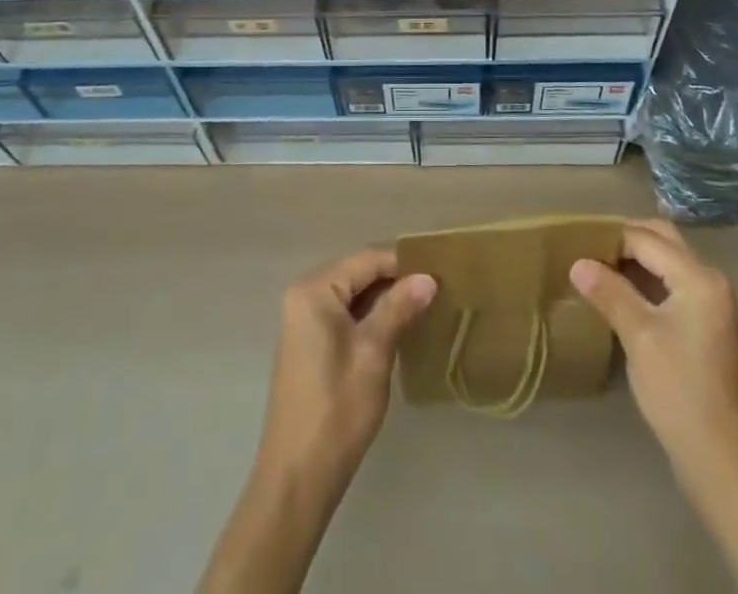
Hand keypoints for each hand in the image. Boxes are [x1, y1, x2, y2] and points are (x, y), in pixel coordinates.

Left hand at [256, 247, 437, 492]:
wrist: (297, 478)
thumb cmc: (336, 410)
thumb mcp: (374, 353)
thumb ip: (399, 308)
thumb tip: (428, 277)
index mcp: (315, 290)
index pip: (368, 259)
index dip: (404, 264)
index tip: (441, 272)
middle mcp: (305, 295)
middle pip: (360, 273)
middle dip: (397, 280)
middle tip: (437, 289)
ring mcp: (305, 319)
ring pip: (355, 294)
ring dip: (387, 300)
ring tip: (426, 306)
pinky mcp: (310, 342)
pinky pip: (346, 314)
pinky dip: (372, 317)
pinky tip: (399, 329)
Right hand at [570, 220, 737, 478]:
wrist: (723, 463)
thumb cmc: (680, 392)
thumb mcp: (639, 337)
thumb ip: (609, 293)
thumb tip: (577, 263)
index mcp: (699, 277)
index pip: (646, 239)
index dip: (610, 237)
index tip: (575, 243)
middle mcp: (709, 280)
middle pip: (661, 241)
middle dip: (624, 240)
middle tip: (586, 250)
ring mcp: (710, 304)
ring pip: (666, 262)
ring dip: (633, 260)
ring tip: (595, 269)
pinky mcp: (704, 326)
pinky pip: (670, 285)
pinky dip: (644, 281)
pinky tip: (617, 295)